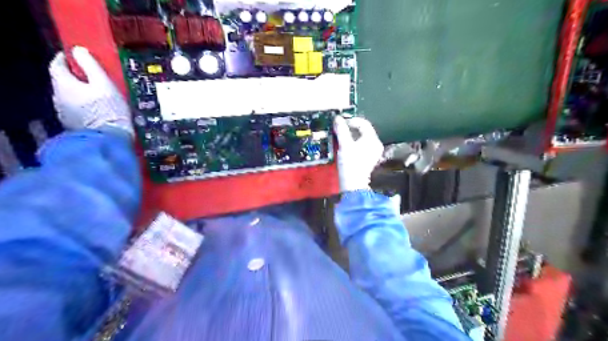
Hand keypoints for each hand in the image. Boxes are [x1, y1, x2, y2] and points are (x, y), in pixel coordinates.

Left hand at [50, 45, 132, 135]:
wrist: (110, 140)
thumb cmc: (109, 111)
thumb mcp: (105, 85)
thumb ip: (91, 66)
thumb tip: (79, 50)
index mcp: (64, 84)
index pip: (57, 64)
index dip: (66, 58)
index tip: (78, 57)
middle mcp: (58, 97)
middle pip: (63, 81)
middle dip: (76, 77)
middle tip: (94, 78)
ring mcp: (64, 112)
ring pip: (69, 96)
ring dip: (81, 93)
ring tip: (100, 96)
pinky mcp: (73, 124)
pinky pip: (76, 109)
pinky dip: (84, 106)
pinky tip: (98, 109)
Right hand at [335, 116, 380, 191]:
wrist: (353, 183)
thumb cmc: (350, 163)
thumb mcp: (344, 145)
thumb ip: (341, 130)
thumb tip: (338, 118)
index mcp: (372, 139)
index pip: (363, 123)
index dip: (351, 120)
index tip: (340, 123)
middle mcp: (376, 144)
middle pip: (363, 130)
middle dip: (351, 128)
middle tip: (339, 129)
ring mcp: (373, 152)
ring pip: (362, 137)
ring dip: (351, 135)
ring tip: (340, 137)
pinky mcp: (369, 158)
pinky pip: (362, 145)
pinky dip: (354, 142)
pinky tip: (346, 146)